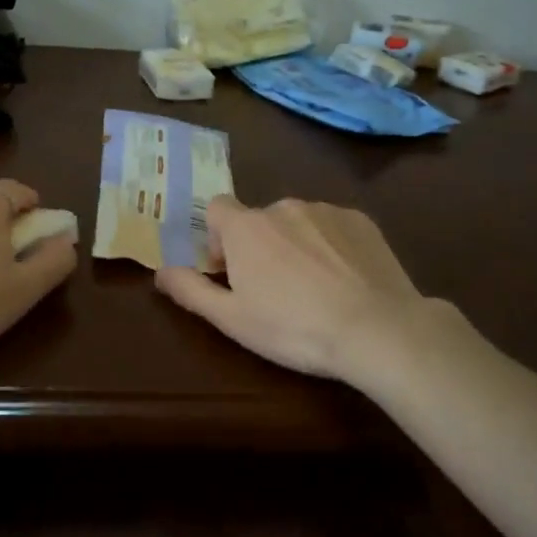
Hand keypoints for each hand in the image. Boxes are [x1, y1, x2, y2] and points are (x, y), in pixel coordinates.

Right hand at [155, 195, 466, 386]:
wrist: (376, 329)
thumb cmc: (294, 328)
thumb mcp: (232, 320)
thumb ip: (191, 290)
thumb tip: (159, 271)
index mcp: (246, 228)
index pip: (217, 208)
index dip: (217, 237)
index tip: (230, 271)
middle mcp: (283, 207)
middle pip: (258, 219)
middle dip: (259, 246)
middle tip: (274, 289)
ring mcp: (325, 210)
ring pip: (297, 222)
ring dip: (295, 244)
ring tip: (314, 288)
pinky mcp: (360, 220)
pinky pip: (333, 227)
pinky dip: (331, 246)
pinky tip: (345, 280)